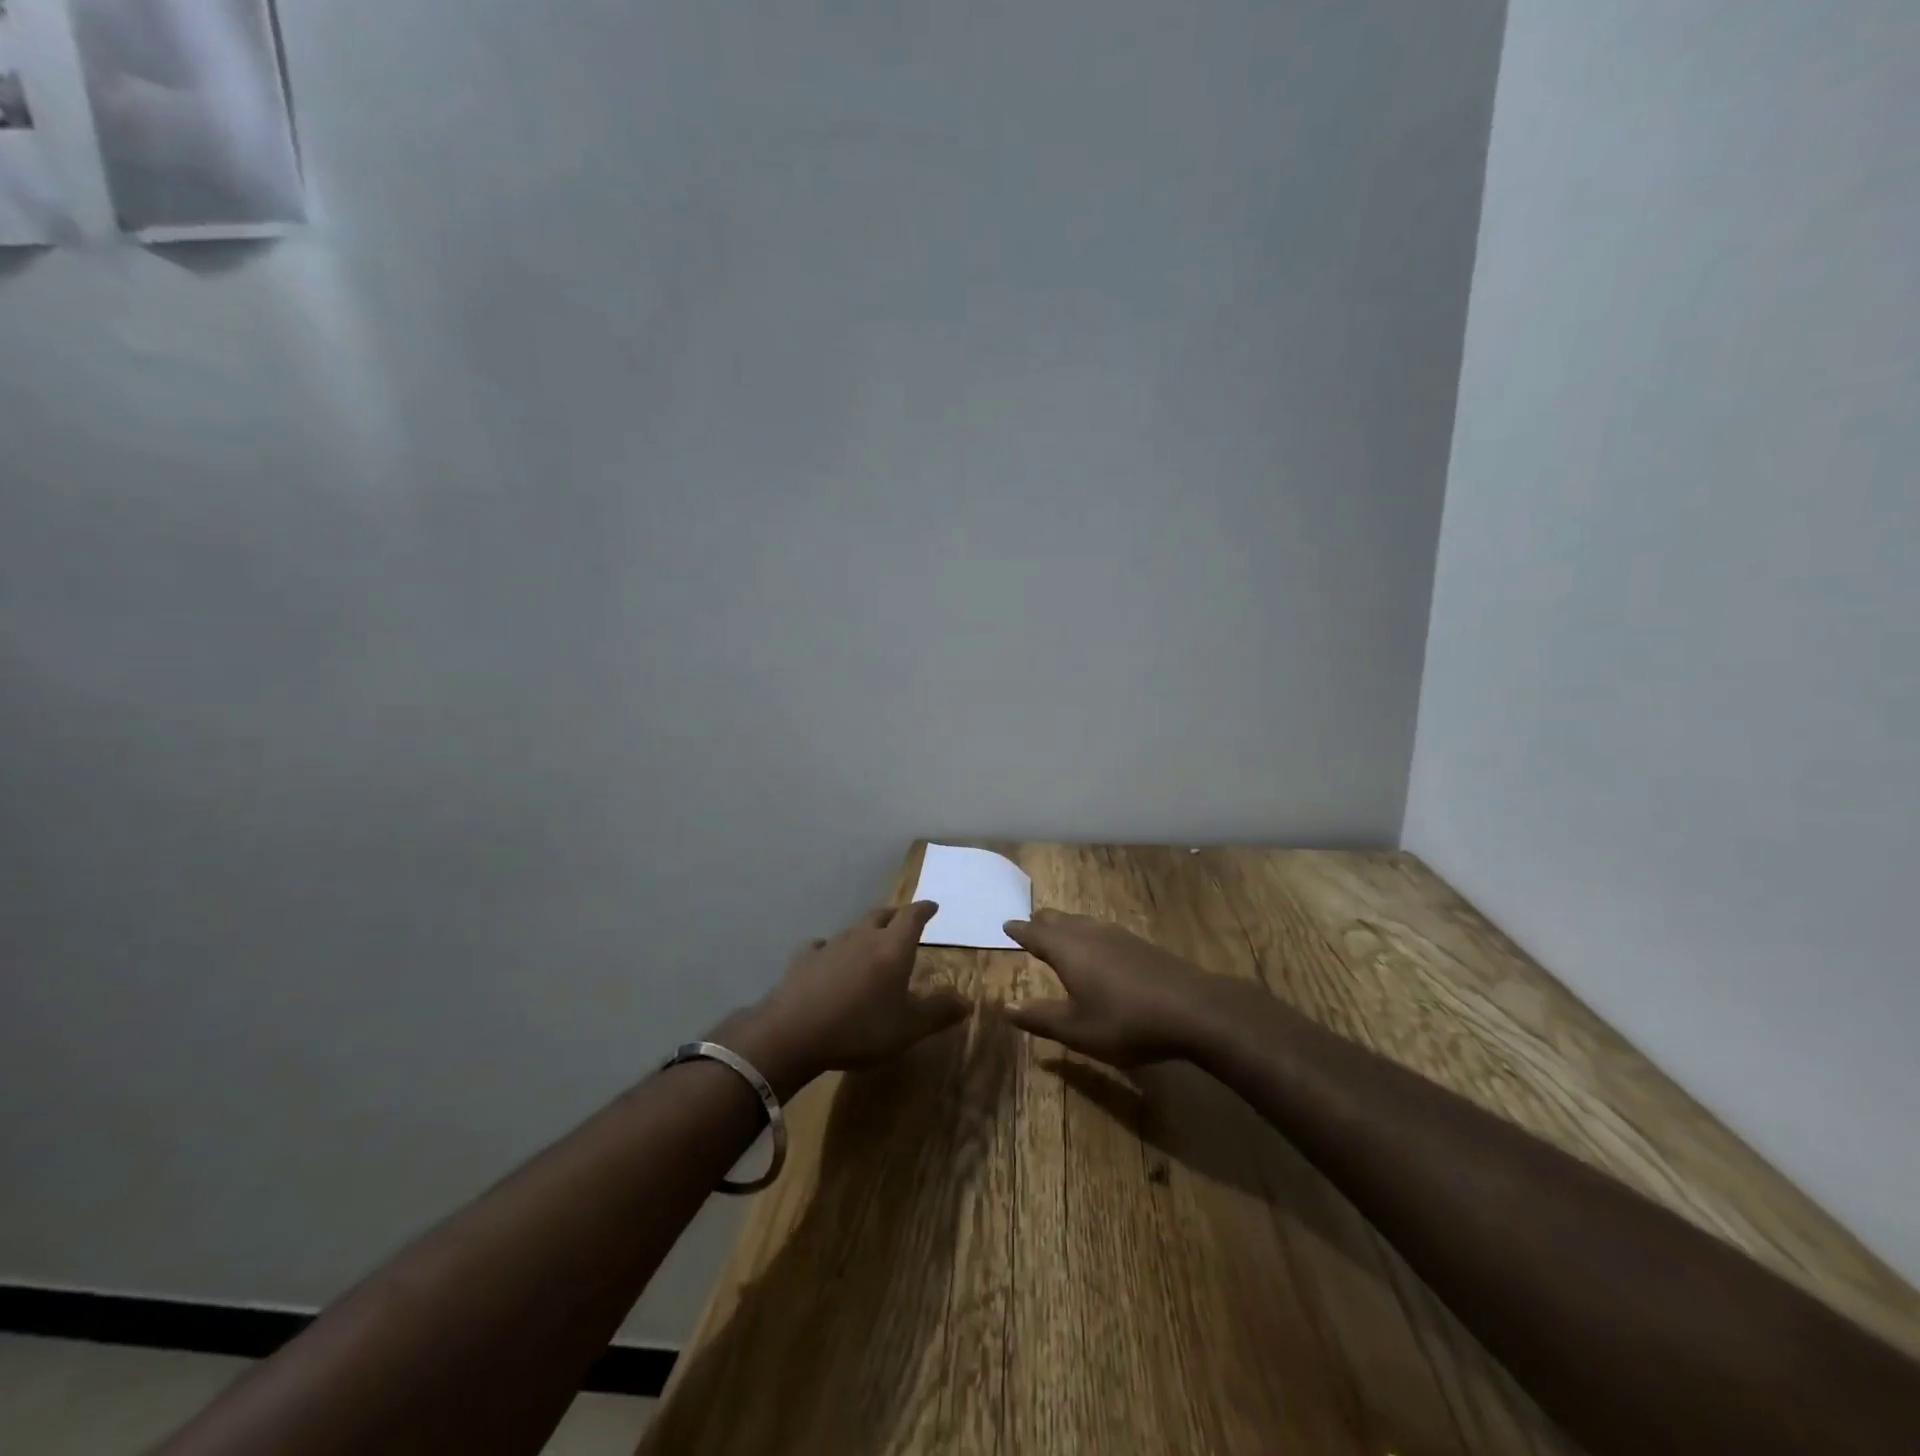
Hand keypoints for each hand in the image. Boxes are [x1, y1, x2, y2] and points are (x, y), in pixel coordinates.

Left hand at [733, 902, 968, 1095]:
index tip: (931, 906)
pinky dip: (832, 949)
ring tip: (870, 941)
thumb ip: (938, 1013)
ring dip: (865, 931)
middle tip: (903, 921)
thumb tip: (967, 1002)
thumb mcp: (908, 1028)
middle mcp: (863, 936)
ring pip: (853, 928)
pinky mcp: (803, 958)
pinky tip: (828, 959)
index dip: (924, 910)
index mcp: (893, 947)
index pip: (912, 917)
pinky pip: (822, 945)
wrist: (794, 1032)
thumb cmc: (860, 1028)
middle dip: (895, 915)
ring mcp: (830, 945)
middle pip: (882, 915)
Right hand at [1001, 911, 1223, 1065]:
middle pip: (1060, 920)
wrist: (1193, 1009)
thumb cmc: (1125, 1021)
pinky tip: (1101, 945)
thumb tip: (1006, 1007)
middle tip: (1032, 921)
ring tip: (1061, 928)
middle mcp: (1090, 934)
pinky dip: (1090, 932)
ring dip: (1068, 924)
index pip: (1036, 934)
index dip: (1020, 931)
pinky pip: (1104, 930)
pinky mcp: (1142, 945)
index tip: (1007, 924)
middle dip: (1043, 921)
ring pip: (1084, 922)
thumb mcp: (1077, 1030)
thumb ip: (1040, 1018)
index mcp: (1067, 950)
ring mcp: (1119, 936)